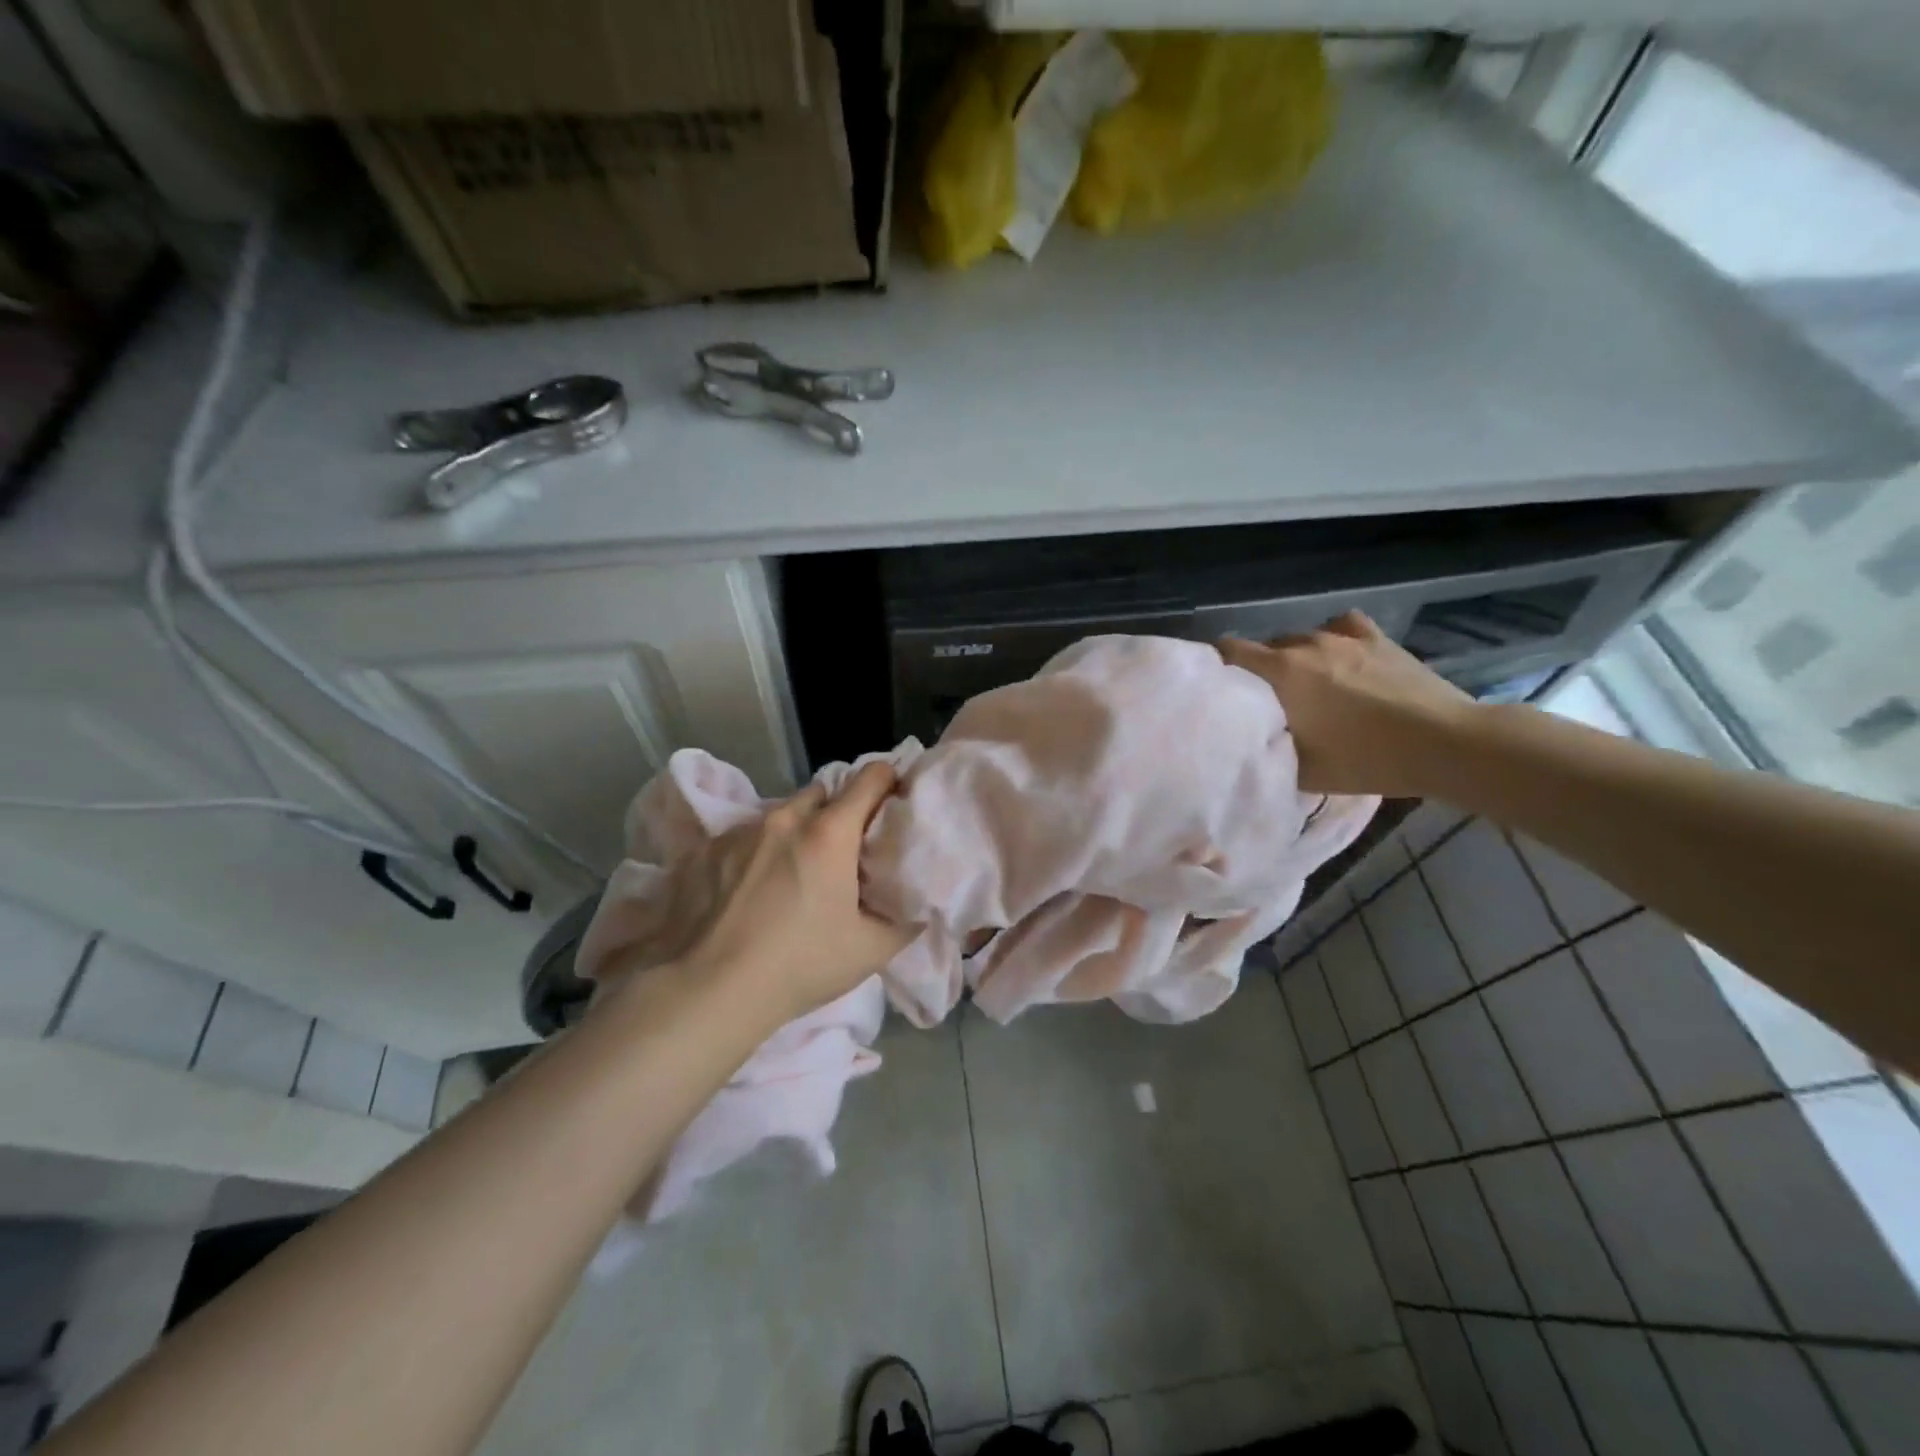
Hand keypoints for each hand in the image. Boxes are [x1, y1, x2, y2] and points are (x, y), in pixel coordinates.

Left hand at [614, 761, 916, 1023]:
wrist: (709, 991)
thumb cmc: (800, 965)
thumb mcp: (871, 950)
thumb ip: (905, 920)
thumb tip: (920, 905)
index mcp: (829, 832)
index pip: (871, 777)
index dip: (888, 783)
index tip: (892, 804)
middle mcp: (784, 818)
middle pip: (822, 793)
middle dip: (837, 814)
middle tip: (842, 853)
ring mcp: (739, 832)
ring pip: (779, 815)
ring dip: (793, 833)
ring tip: (790, 875)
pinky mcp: (704, 851)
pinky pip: (742, 838)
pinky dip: (755, 854)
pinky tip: (748, 892)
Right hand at [1219, 611, 1477, 797]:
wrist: (1445, 743)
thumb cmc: (1367, 759)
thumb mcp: (1303, 770)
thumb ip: (1268, 749)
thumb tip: (1249, 741)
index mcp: (1281, 672)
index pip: (1229, 650)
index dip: (1218, 667)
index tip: (1221, 690)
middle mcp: (1305, 644)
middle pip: (1264, 647)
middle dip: (1258, 670)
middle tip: (1266, 702)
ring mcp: (1343, 637)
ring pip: (1300, 639)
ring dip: (1294, 659)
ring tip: (1306, 686)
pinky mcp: (1377, 637)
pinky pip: (1339, 628)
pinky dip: (1331, 641)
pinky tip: (1339, 658)